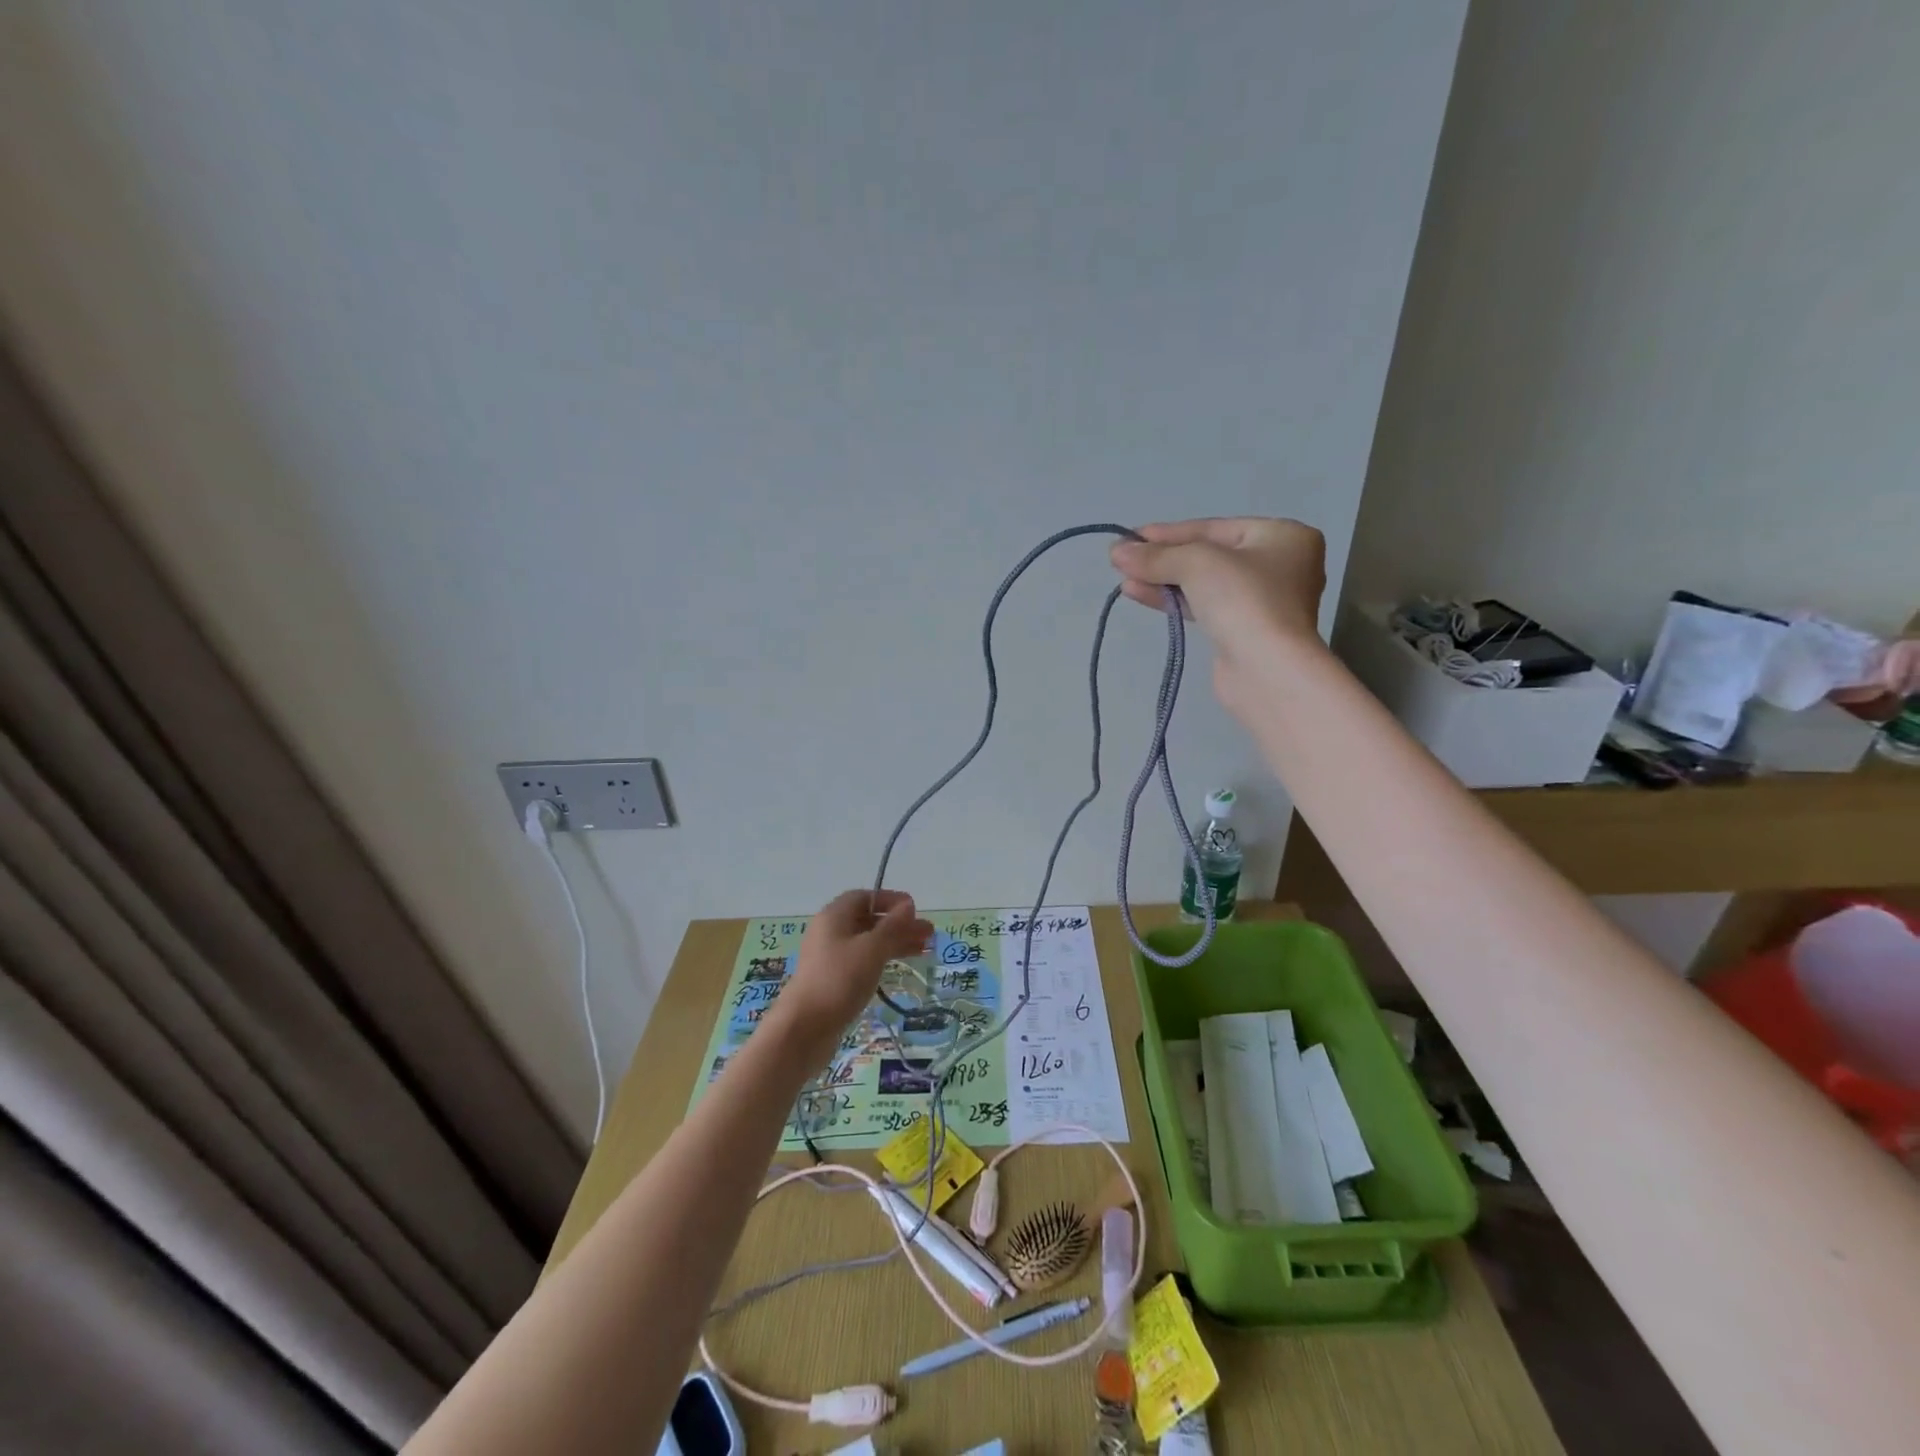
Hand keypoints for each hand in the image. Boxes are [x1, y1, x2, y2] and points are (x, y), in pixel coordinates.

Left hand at [776, 890, 933, 1041]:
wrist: (803, 1028)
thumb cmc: (839, 980)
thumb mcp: (871, 949)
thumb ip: (892, 926)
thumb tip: (909, 904)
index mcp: (834, 916)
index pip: (865, 897)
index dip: (890, 900)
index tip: (915, 910)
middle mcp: (830, 932)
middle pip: (869, 920)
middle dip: (899, 925)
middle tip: (928, 934)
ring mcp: (830, 958)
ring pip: (868, 942)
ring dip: (895, 943)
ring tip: (924, 950)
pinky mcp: (833, 980)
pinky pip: (862, 961)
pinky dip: (882, 960)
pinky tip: (899, 968)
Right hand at [1110, 517, 1326, 698]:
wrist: (1267, 670)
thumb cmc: (1243, 600)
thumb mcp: (1196, 563)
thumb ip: (1155, 555)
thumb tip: (1117, 550)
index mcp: (1282, 536)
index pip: (1213, 528)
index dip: (1168, 532)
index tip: (1130, 536)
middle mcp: (1279, 565)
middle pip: (1208, 555)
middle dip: (1163, 558)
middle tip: (1123, 559)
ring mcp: (1262, 602)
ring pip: (1203, 583)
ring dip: (1162, 580)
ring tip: (1124, 580)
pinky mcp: (1244, 631)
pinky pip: (1204, 607)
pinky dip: (1173, 600)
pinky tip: (1139, 594)